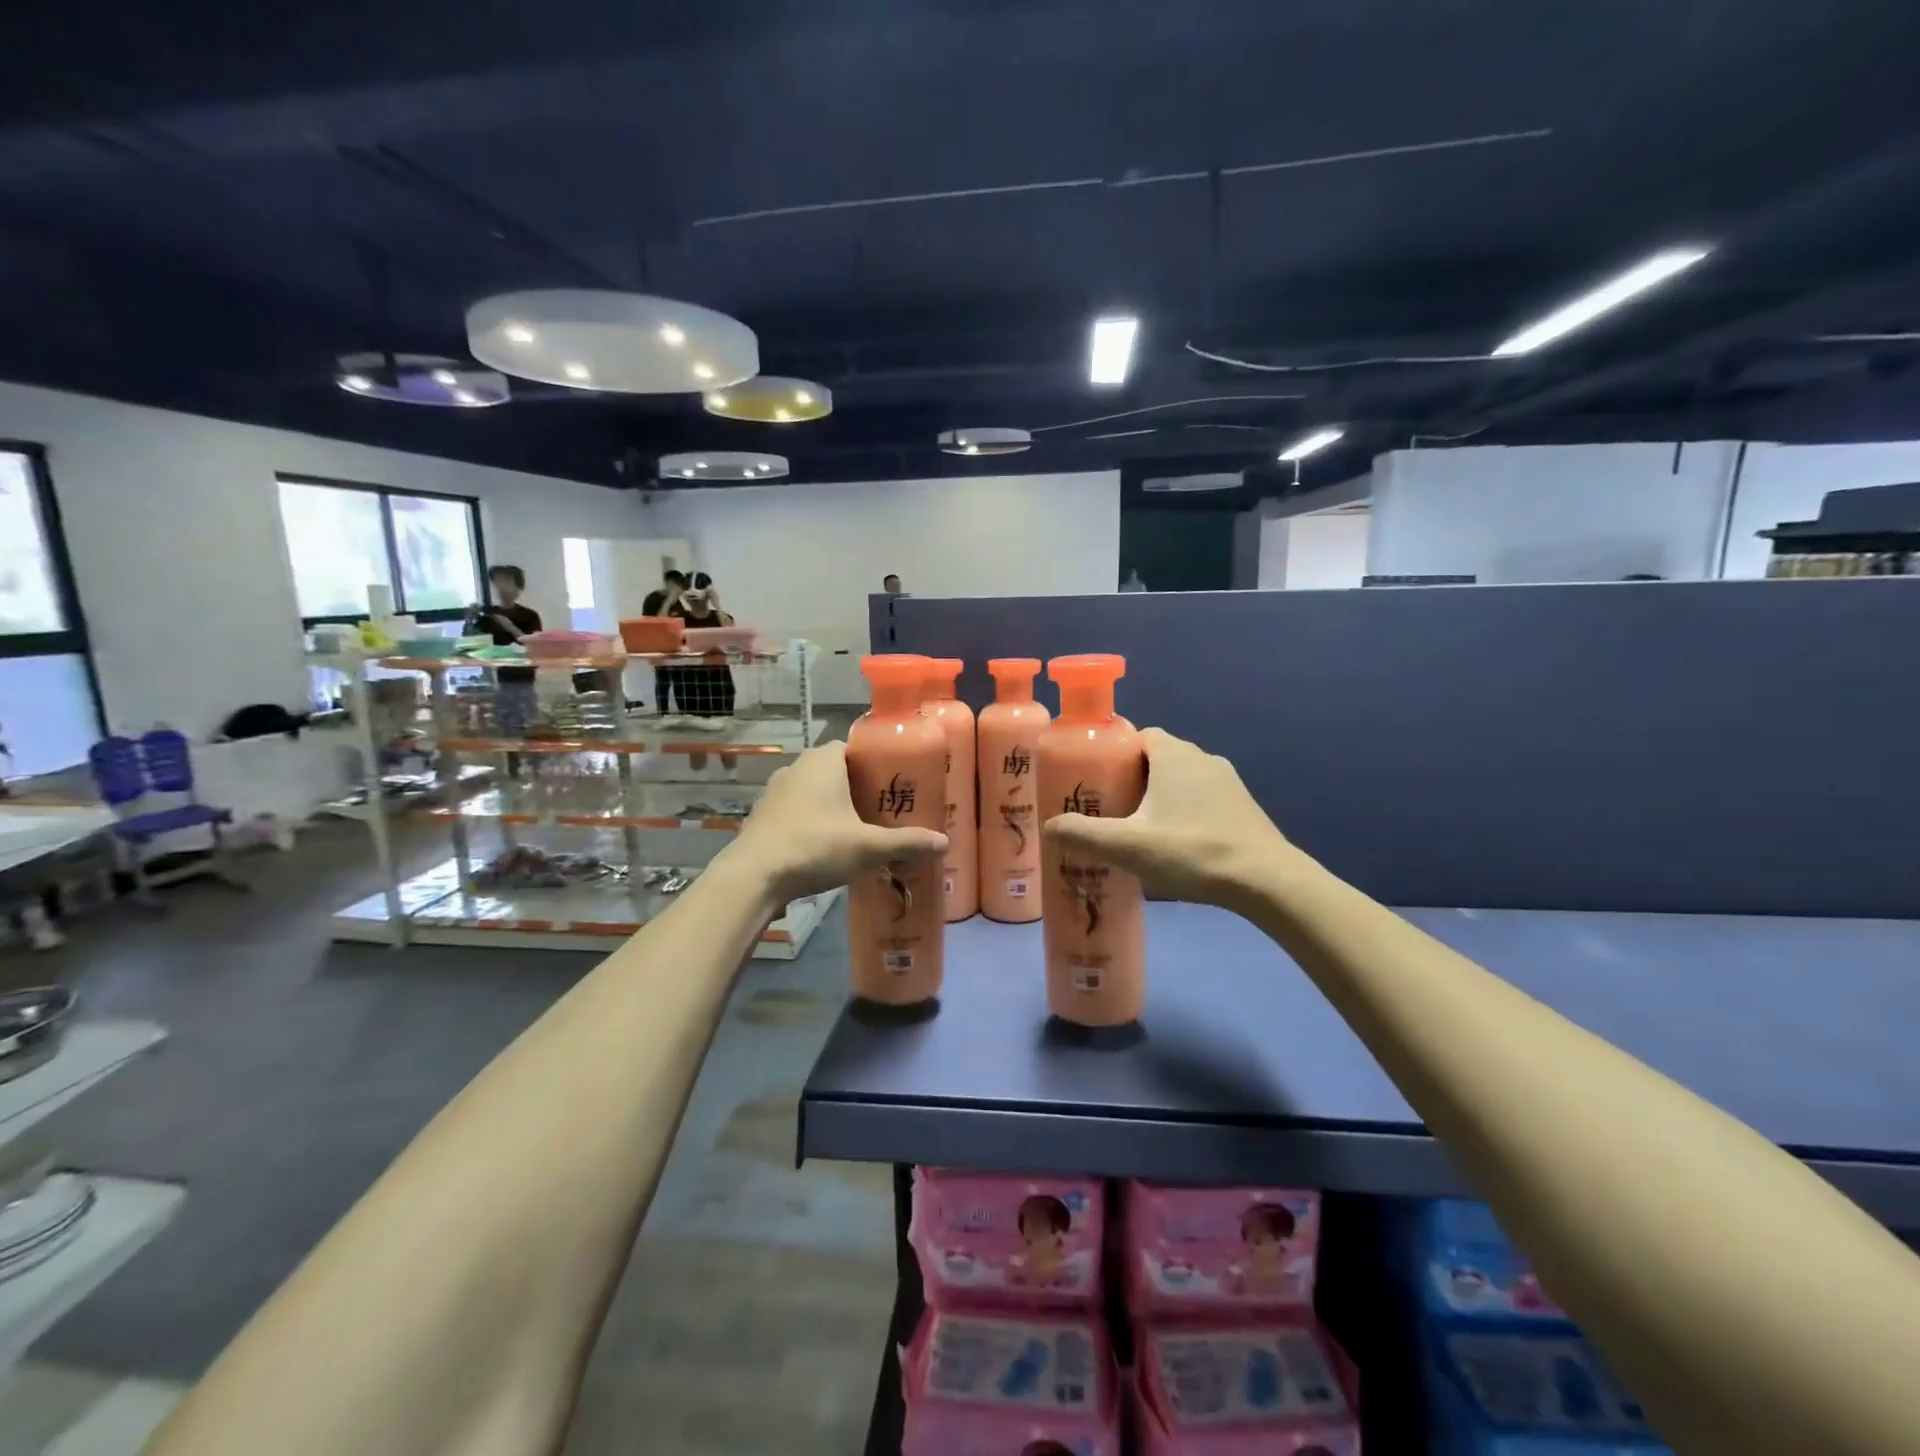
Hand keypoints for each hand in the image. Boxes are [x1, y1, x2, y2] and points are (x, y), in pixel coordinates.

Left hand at [732, 742, 947, 903]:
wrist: (754, 876)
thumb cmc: (815, 847)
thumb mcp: (867, 847)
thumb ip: (906, 843)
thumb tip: (944, 843)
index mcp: (824, 761)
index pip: (853, 747)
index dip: (874, 763)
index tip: (892, 785)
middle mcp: (797, 766)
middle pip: (835, 769)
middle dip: (856, 787)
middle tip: (881, 810)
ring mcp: (775, 790)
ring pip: (813, 790)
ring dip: (832, 805)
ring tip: (856, 829)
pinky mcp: (763, 814)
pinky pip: (795, 809)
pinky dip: (810, 820)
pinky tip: (824, 845)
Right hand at [1043, 727, 1293, 908]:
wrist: (1265, 880)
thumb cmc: (1191, 851)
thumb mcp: (1128, 845)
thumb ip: (1083, 834)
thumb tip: (1049, 827)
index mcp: (1174, 754)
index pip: (1138, 735)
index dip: (1113, 753)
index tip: (1095, 781)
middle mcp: (1202, 757)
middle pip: (1157, 758)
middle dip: (1131, 778)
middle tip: (1109, 809)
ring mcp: (1227, 781)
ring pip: (1181, 779)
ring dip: (1159, 797)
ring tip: (1138, 829)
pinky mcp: (1242, 806)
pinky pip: (1202, 798)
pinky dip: (1184, 811)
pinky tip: (1175, 843)